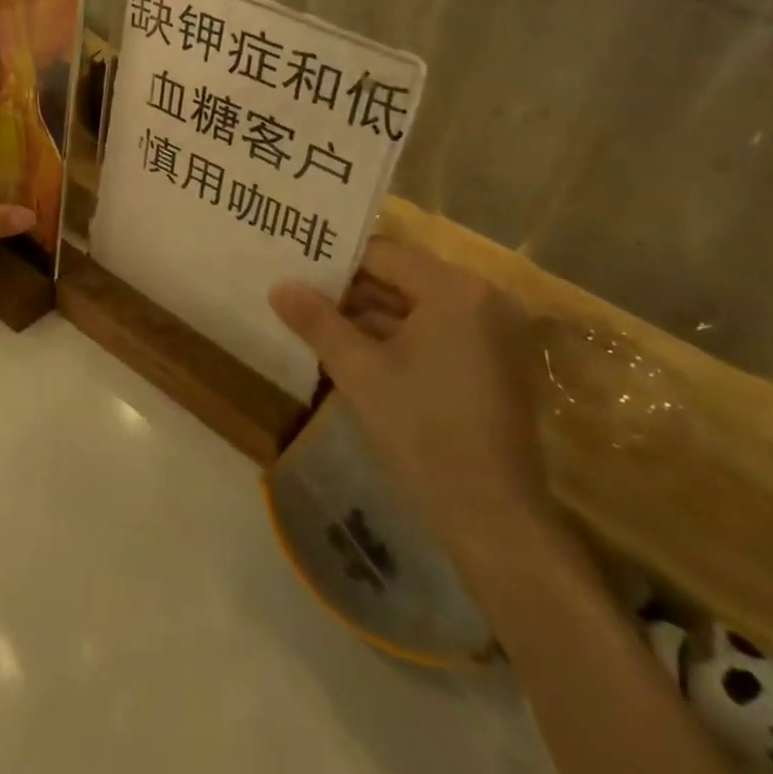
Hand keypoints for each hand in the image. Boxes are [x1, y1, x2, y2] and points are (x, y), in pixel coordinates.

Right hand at [270, 237, 552, 569]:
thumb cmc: (424, 430)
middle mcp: (482, 300)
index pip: (383, 254)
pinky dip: (396, 340)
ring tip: (314, 323)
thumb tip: (278, 286)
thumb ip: (316, 321)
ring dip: (368, 317)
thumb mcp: (359, 370)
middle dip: (349, 291)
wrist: (494, 519)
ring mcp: (492, 335)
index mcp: (455, 289)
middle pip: (401, 279)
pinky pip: (434, 334)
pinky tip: (352, 353)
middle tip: (298, 294)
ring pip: (415, 309)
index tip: (295, 268)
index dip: (335, 261)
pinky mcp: (492, 366)